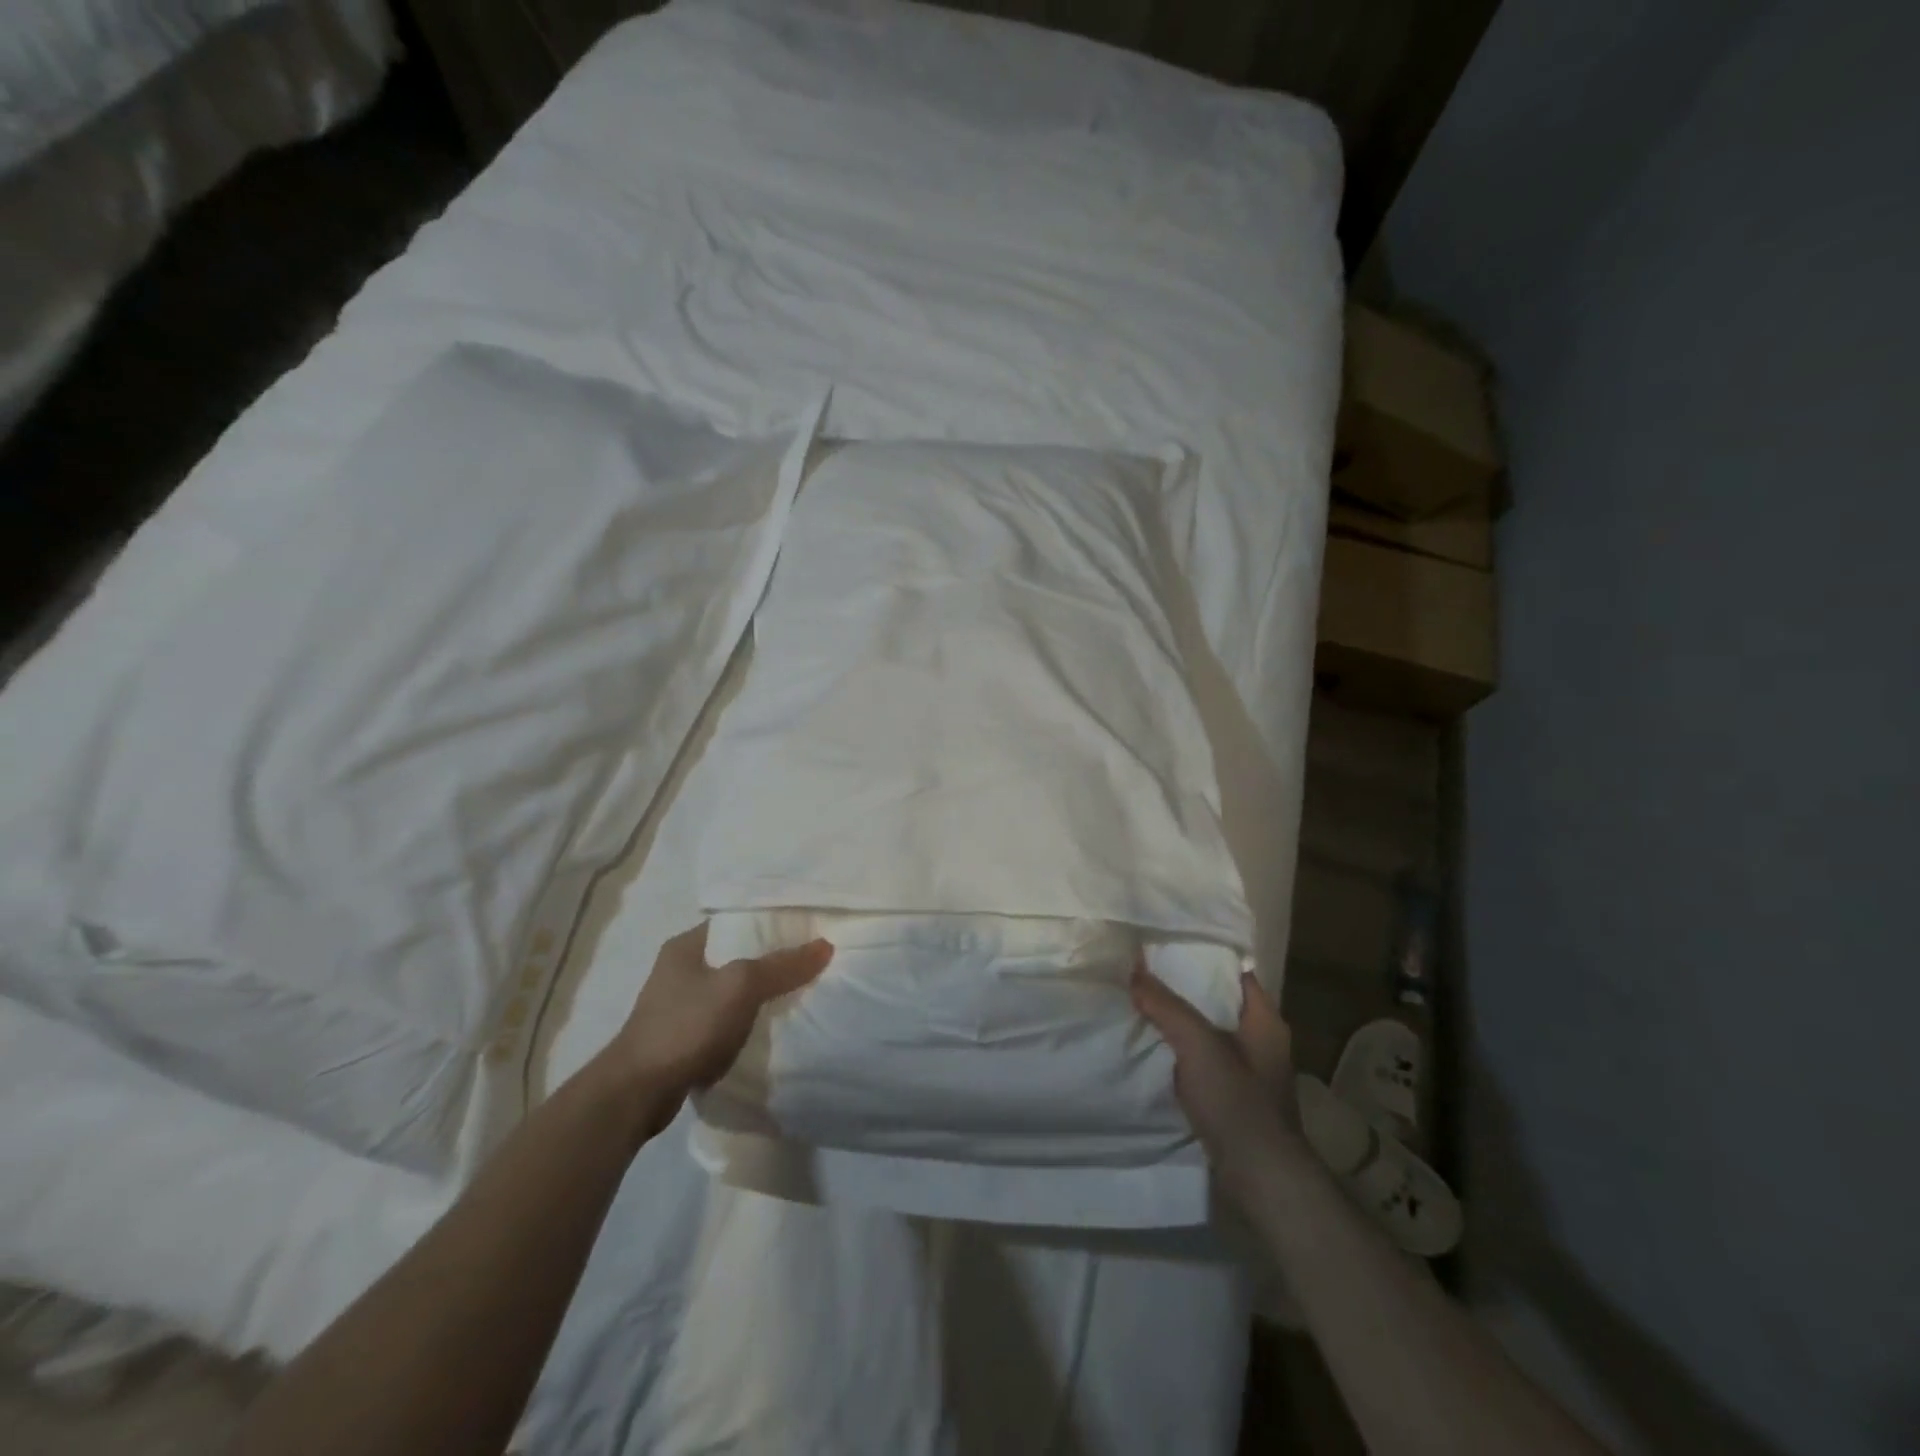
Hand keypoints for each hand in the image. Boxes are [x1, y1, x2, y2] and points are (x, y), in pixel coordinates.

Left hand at [597, 922, 832, 1123]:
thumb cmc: (686, 1026)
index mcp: (686, 945)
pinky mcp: (683, 1038)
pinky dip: (747, 1023)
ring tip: (800, 993)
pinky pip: (725, 1020)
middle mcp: (680, 969)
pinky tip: (771, 1029)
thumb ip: (782, 965)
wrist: (636, 1094)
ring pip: (733, 990)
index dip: (772, 922)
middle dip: (772, 960)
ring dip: (760, 995)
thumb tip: (825, 946)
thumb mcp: (740, 987)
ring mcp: (679, 1005)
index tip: (807, 928)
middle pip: (738, 955)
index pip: (738, 921)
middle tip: (811, 962)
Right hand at [1132, 963, 1305, 1205]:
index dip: (1206, 955)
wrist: (1260, 1178)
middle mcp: (1261, 1040)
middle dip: (1184, 987)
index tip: (1169, 944)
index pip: (1236, 972)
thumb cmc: (1237, 1101)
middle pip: (1219, 1001)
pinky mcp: (1232, 1097)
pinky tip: (1153, 1046)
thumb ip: (1166, 1006)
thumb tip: (1135, 970)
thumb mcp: (1198, 1045)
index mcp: (1265, 1020)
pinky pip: (1202, 1060)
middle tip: (1146, 969)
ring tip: (1142, 1001)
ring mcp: (1248, 1071)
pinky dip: (1180, 1050)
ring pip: (1208, 1031)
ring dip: (1180, 1020)